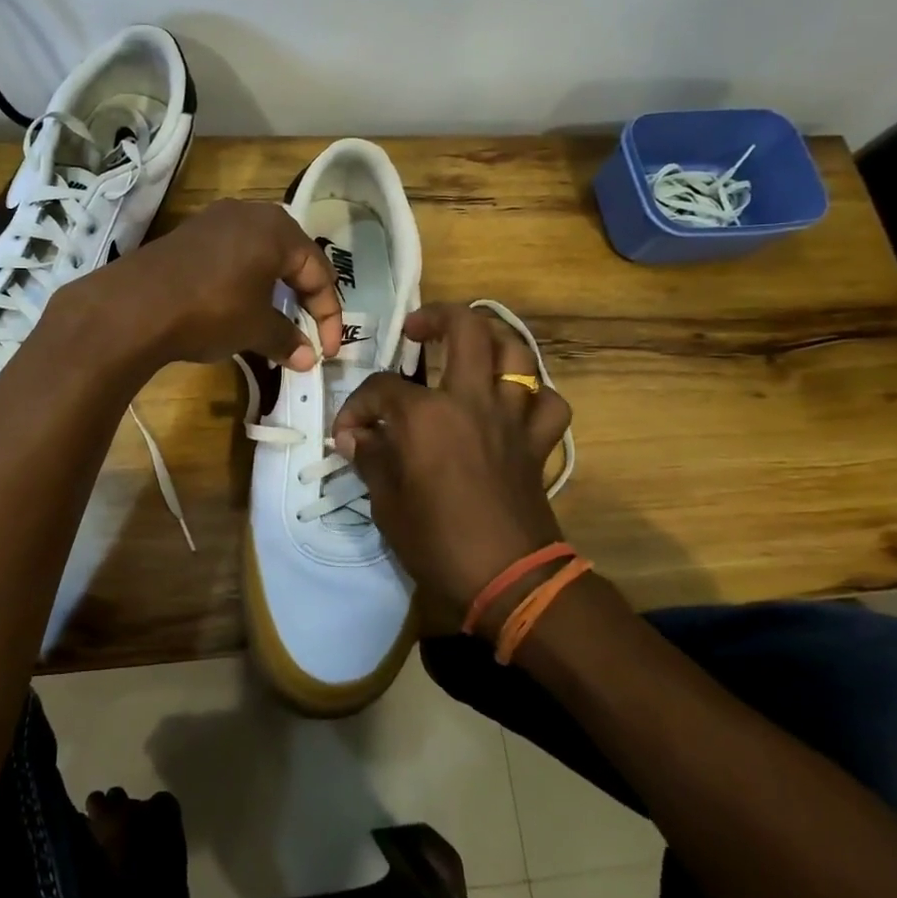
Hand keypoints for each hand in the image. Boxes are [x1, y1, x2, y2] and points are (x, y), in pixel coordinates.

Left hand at [63, 199, 343, 370]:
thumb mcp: (254, 329)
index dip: (328, 316)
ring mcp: (214, 220)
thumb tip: (306, 358)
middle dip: (302, 297)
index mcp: (277, 229)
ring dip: (272, 290)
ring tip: (273, 322)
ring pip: (259, 255)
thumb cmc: (210, 311)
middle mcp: (249, 213)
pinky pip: (231, 256)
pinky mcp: (188, 234)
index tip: (327, 351)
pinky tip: (236, 306)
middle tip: (305, 330)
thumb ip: (286, 339)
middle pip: (291, 257)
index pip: (318, 272)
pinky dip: (243, 281)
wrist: (133, 307)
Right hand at [332, 303, 571, 629]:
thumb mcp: (386, 503)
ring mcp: (512, 417)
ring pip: (517, 352)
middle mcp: (471, 400)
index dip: (357, 407)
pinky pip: (548, 402)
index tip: (348, 435)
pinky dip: (534, 395)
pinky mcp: (538, 442)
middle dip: (437, 317)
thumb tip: (356, 437)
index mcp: (426, 415)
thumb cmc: (437, 541)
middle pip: (466, 329)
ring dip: (492, 340)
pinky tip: (514, 403)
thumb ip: (371, 458)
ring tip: (471, 347)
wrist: (509, 579)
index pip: (381, 389)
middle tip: (417, 331)